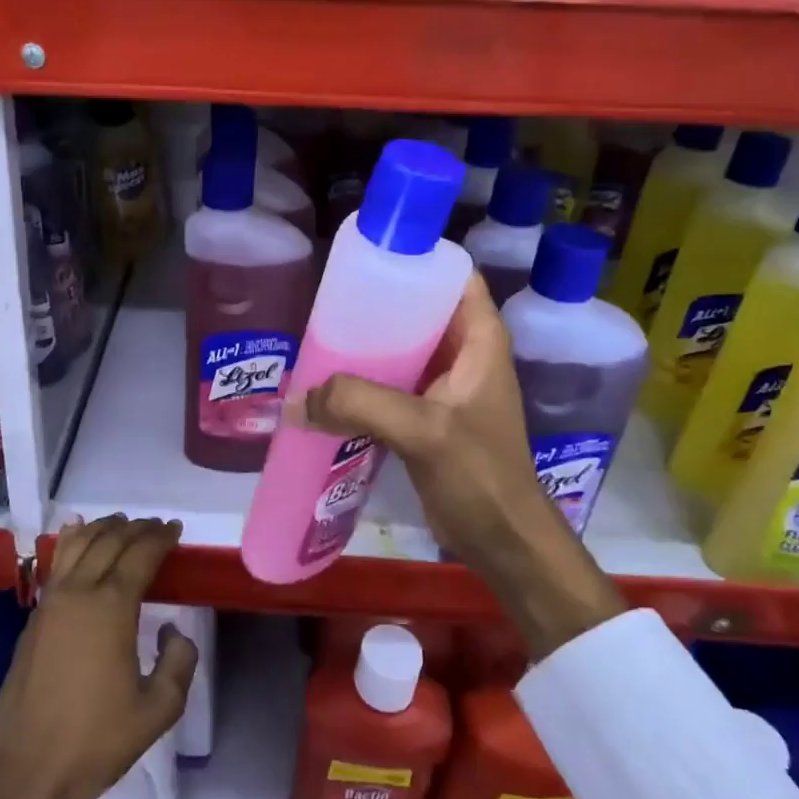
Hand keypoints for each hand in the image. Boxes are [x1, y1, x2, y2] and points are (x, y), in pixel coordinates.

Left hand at [0, 515, 198, 798]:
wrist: (29, 773)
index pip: (140, 554)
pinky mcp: (33, 619)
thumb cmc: (98, 741)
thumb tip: (173, 630)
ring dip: (102, 528)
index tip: (175, 529)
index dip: (161, 537)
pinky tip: (76, 533)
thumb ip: (179, 661)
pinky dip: (71, 541)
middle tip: (156, 526)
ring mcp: (50, 603)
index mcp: (111, 607)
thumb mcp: (158, 709)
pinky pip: (56, 564)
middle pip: (109, 541)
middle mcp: (78, 593)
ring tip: (121, 523)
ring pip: (78, 545)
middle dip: (136, 528)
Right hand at [291, 273, 623, 658]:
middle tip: (325, 304)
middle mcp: (464, 353)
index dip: (414, 258)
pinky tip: (328, 388)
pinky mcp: (427, 416)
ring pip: (400, 348)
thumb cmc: (480, 476)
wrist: (502, 541)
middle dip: (374, 305)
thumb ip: (361, 405)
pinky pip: (390, 384)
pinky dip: (362, 383)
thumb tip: (295, 399)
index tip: (364, 257)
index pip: (452, 274)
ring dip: (364, 348)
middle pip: (417, 309)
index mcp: (479, 338)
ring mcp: (445, 386)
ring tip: (317, 341)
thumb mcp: (424, 431)